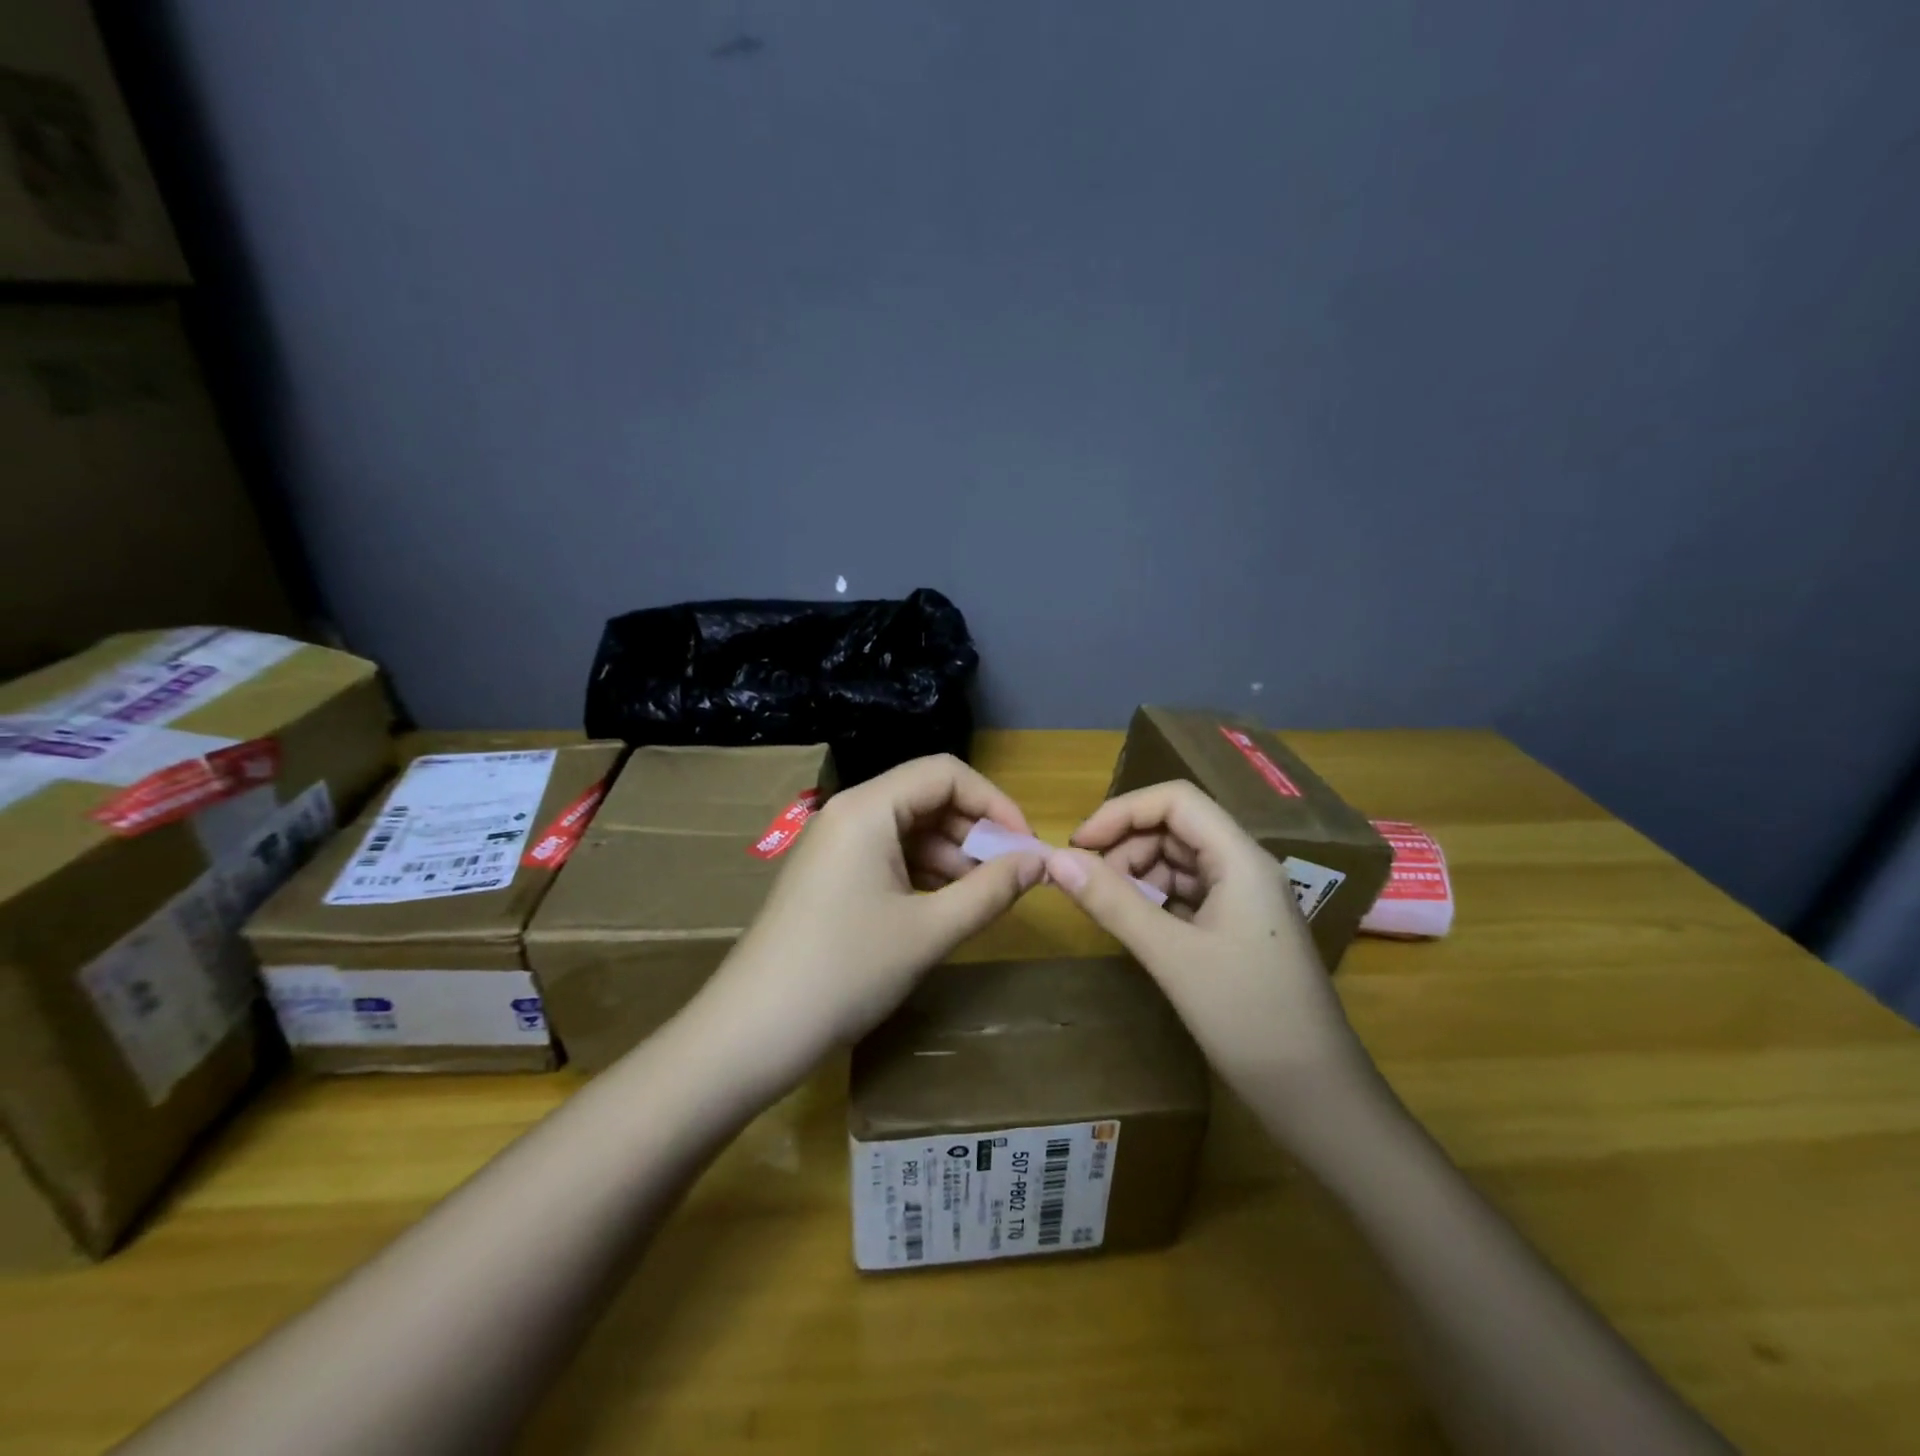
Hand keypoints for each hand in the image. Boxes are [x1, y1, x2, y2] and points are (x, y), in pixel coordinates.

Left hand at [702, 755, 1044, 1062]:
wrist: (753, 1031)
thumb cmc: (846, 971)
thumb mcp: (929, 931)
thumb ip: (991, 890)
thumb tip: (1041, 862)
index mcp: (868, 808)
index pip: (945, 774)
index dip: (994, 803)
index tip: (1026, 846)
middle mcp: (850, 813)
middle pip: (927, 798)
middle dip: (975, 832)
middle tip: (1012, 877)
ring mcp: (835, 845)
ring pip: (909, 830)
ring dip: (952, 856)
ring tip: (985, 897)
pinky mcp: (829, 875)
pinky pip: (888, 856)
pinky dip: (924, 873)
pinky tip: (947, 907)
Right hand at [1044, 780, 1366, 1094]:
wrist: (1317, 1096)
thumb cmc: (1248, 1018)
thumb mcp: (1171, 956)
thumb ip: (1113, 902)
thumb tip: (1055, 860)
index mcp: (1240, 858)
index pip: (1175, 800)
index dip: (1121, 811)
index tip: (1078, 846)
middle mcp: (1246, 867)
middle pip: (1176, 827)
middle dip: (1126, 845)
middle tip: (1088, 884)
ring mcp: (1245, 898)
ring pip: (1180, 861)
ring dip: (1138, 873)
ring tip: (1109, 908)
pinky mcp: (1240, 928)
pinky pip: (1189, 893)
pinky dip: (1156, 899)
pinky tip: (1137, 924)